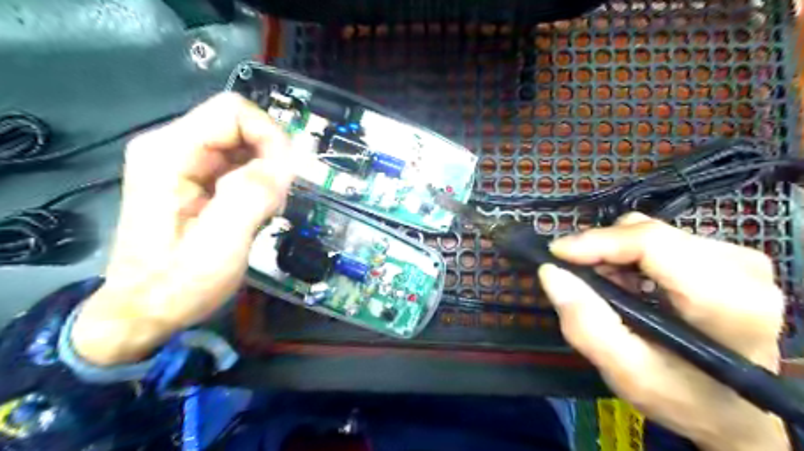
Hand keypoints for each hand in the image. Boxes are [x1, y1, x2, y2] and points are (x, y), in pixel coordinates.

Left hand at [73, 91, 294, 365]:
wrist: (146, 310)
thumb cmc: (178, 284)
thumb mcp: (219, 245)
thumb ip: (251, 197)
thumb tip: (284, 162)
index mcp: (170, 154)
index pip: (234, 111)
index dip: (270, 136)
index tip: (287, 176)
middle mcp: (173, 147)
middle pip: (241, 125)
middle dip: (271, 159)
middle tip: (275, 201)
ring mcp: (183, 162)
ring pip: (245, 144)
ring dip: (267, 174)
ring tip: (265, 211)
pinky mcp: (195, 178)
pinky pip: (240, 163)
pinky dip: (259, 183)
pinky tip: (255, 211)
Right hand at [537, 213, 789, 450]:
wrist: (731, 410)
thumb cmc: (682, 398)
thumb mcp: (625, 372)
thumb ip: (586, 324)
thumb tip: (551, 272)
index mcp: (728, 301)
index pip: (651, 243)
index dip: (597, 242)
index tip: (556, 255)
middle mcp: (742, 269)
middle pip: (648, 232)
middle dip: (601, 251)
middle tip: (577, 279)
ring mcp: (737, 259)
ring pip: (650, 231)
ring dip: (614, 256)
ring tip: (604, 288)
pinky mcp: (726, 257)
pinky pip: (659, 239)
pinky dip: (629, 258)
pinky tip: (625, 285)